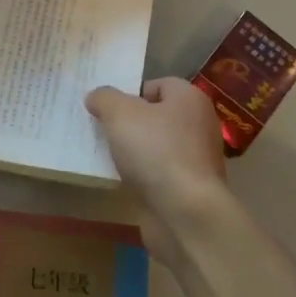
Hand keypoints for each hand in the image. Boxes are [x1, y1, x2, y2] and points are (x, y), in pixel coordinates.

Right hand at [85, 78, 232, 260]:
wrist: (184, 211)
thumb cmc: (155, 151)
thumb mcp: (119, 113)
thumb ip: (104, 98)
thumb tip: (97, 97)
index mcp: (189, 99)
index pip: (158, 84)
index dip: (131, 92)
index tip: (108, 109)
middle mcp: (199, 124)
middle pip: (157, 115)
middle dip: (130, 122)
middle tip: (104, 130)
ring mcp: (197, 158)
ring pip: (157, 145)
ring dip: (134, 150)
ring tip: (109, 156)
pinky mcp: (189, 187)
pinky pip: (159, 171)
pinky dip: (142, 174)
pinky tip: (123, 180)